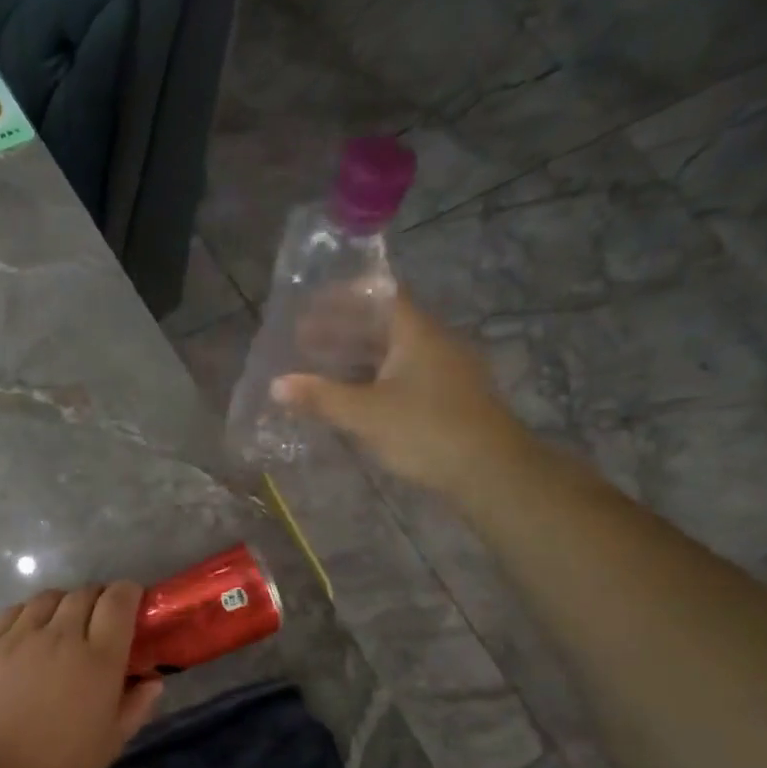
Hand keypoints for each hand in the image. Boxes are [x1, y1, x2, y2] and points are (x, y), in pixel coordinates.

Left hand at [0, 583, 164, 767]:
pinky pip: (14, 611)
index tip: (132, 604)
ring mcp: (21, 636)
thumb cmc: (58, 766)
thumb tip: (152, 681)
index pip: (119, 601)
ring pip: (49, 597)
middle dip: (98, 598)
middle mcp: (61, 635)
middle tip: (100, 620)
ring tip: (64, 623)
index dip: (129, 593)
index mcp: (98, 658)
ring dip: (64, 603)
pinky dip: (30, 612)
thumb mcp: (110, 743)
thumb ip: (135, 706)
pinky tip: (29, 630)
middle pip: (84, 593)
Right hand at [272, 292, 531, 495]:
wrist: (490, 471)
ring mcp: (443, 372)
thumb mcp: (366, 414)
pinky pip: (401, 377)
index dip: (344, 297)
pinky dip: (372, 380)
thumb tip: (276, 384)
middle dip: (342, 330)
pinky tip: (351, 398)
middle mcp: (433, 343)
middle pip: (383, 326)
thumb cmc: (426, 430)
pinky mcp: (445, 399)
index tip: (311, 304)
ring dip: (356, 358)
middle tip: (302, 340)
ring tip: (319, 369)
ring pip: (392, 354)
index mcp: (417, 333)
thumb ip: (321, 397)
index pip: (380, 296)